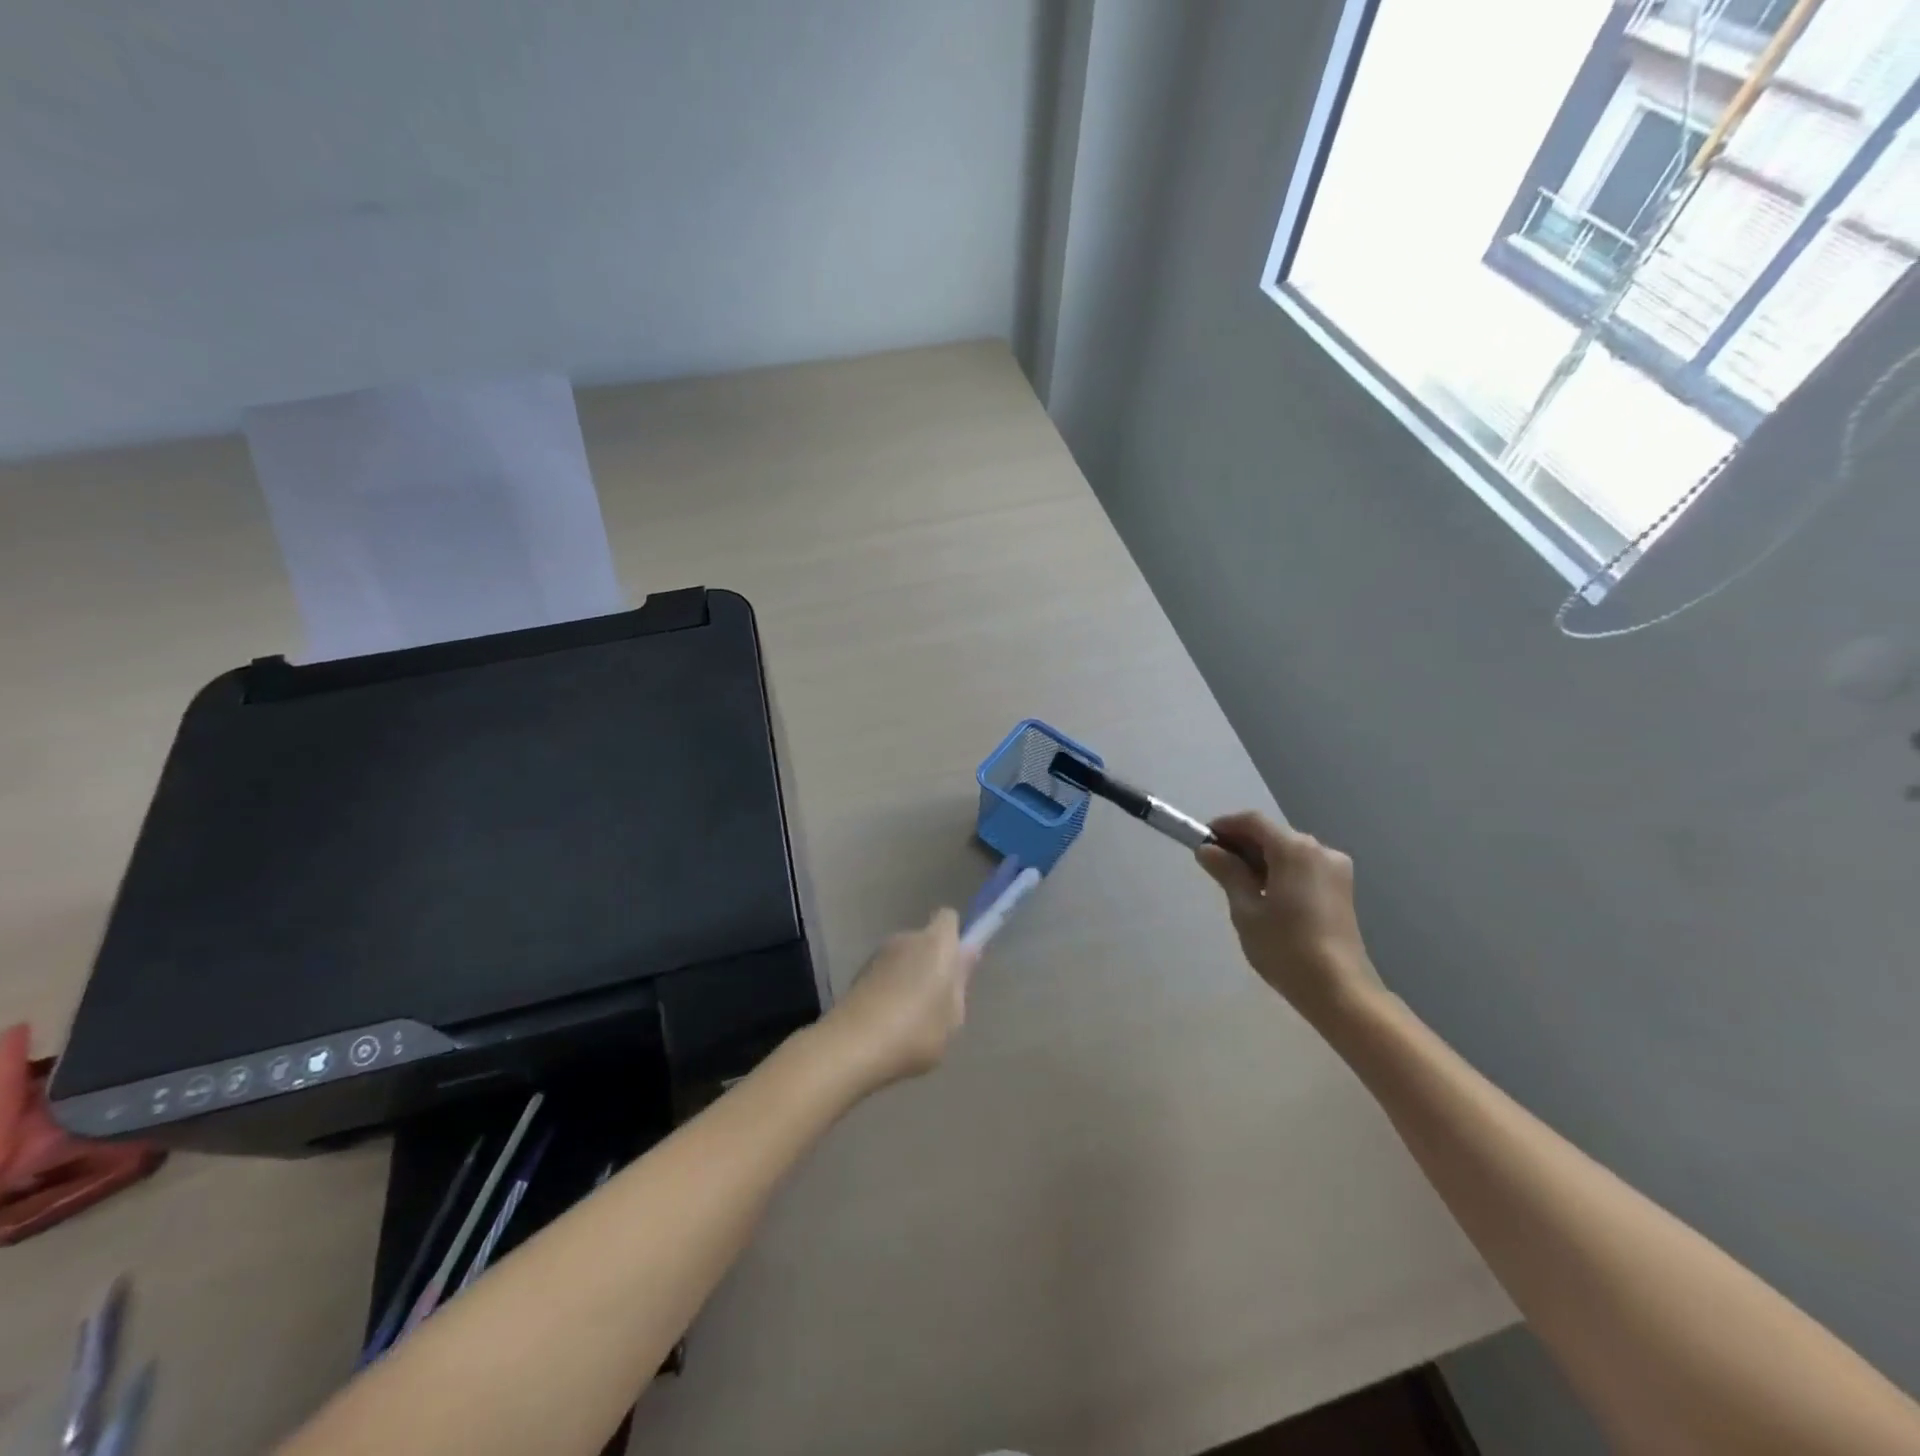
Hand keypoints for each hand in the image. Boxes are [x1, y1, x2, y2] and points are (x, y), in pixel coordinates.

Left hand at [820, 908, 975, 1091]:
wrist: (852, 1046)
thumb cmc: (916, 1031)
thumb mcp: (953, 1016)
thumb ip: (961, 981)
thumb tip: (967, 953)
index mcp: (936, 943)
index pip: (949, 918)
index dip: (955, 937)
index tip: (958, 964)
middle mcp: (907, 938)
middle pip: (925, 940)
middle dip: (933, 962)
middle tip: (938, 1000)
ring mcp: (879, 954)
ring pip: (904, 957)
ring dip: (909, 976)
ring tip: (911, 1016)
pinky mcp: (859, 973)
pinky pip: (885, 973)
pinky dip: (889, 988)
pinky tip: (888, 1021)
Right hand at [1196, 811, 1380, 1022]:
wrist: (1339, 989)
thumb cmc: (1285, 947)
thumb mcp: (1245, 909)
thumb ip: (1227, 873)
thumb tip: (1208, 850)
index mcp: (1295, 850)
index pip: (1253, 821)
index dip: (1225, 826)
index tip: (1203, 841)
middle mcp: (1320, 850)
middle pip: (1273, 834)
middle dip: (1243, 844)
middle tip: (1216, 865)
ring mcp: (1335, 869)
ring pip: (1289, 851)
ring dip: (1262, 859)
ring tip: (1238, 885)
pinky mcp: (1342, 888)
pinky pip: (1304, 867)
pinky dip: (1281, 871)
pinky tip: (1266, 896)